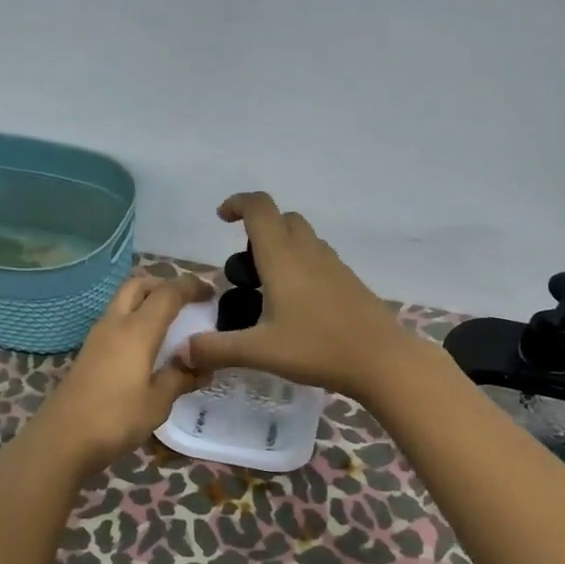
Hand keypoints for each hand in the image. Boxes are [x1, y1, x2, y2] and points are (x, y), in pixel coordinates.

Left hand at [30, 272, 212, 477]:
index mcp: (137, 330)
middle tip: (185, 301)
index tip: (210, 292)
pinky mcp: (88, 353)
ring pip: (123, 302)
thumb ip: (180, 378)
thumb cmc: (115, 418)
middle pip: (138, 285)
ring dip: (146, 302)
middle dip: (163, 285)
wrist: (61, 440)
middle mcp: (115, 324)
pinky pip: (116, 322)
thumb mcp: (157, 403)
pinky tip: (146, 346)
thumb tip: (202, 368)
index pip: (167, 293)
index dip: (190, 286)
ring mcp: (97, 337)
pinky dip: (134, 321)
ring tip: (169, 323)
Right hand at [180, 193, 414, 401]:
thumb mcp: (260, 352)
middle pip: (282, 218)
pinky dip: (300, 265)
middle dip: (258, 230)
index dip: (237, 203)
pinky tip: (296, 306)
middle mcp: (308, 252)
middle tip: (244, 268)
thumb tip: (183, 351)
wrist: (382, 360)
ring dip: (280, 247)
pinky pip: (318, 258)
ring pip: (303, 237)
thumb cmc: (317, 348)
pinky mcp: (348, 280)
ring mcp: (333, 264)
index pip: (259, 208)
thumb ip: (217, 349)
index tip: (221, 218)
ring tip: (266, 290)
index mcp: (283, 257)